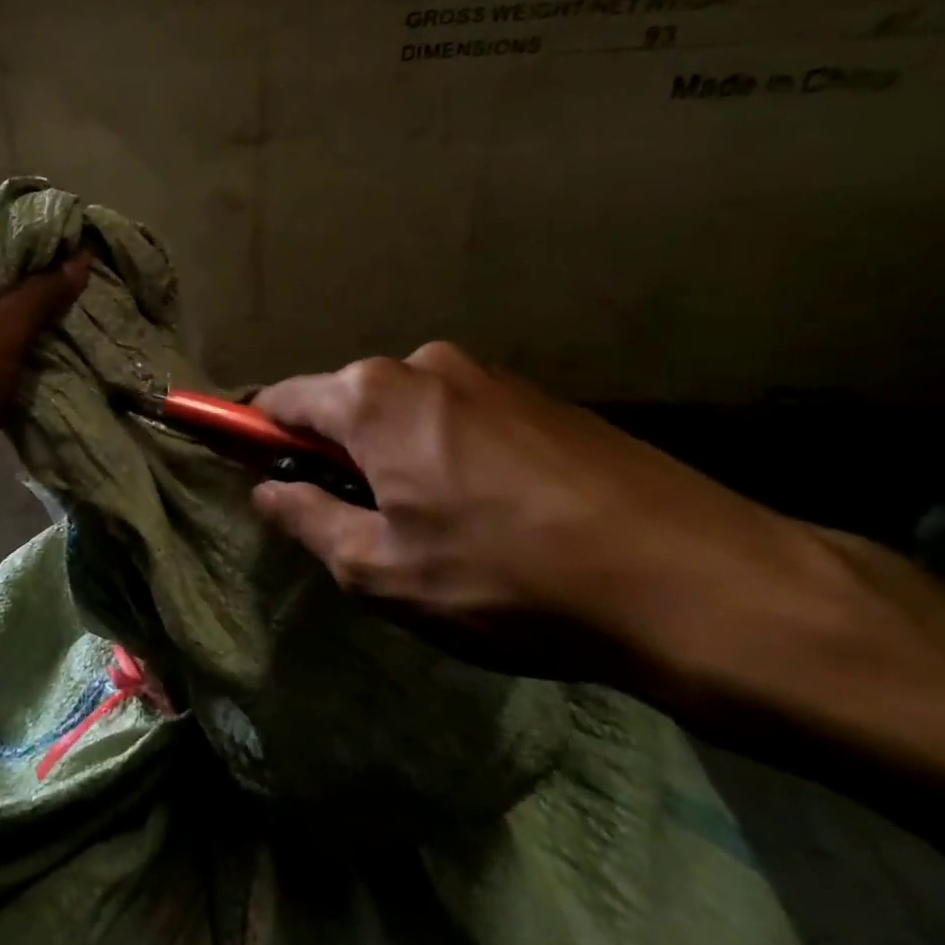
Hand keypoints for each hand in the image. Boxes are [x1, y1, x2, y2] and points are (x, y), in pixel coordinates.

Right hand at [249, 344, 858, 702]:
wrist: (691, 579)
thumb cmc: (507, 579)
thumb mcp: (382, 570)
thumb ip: (307, 521)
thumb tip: (267, 491)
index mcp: (374, 398)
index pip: (282, 400)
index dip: (255, 434)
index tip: (253, 469)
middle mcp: (426, 365)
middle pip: (346, 404)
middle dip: (334, 454)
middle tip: (355, 524)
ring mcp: (489, 375)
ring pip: (405, 413)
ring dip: (392, 456)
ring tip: (432, 526)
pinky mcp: (540, 396)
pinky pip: (459, 418)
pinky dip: (445, 453)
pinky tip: (488, 511)